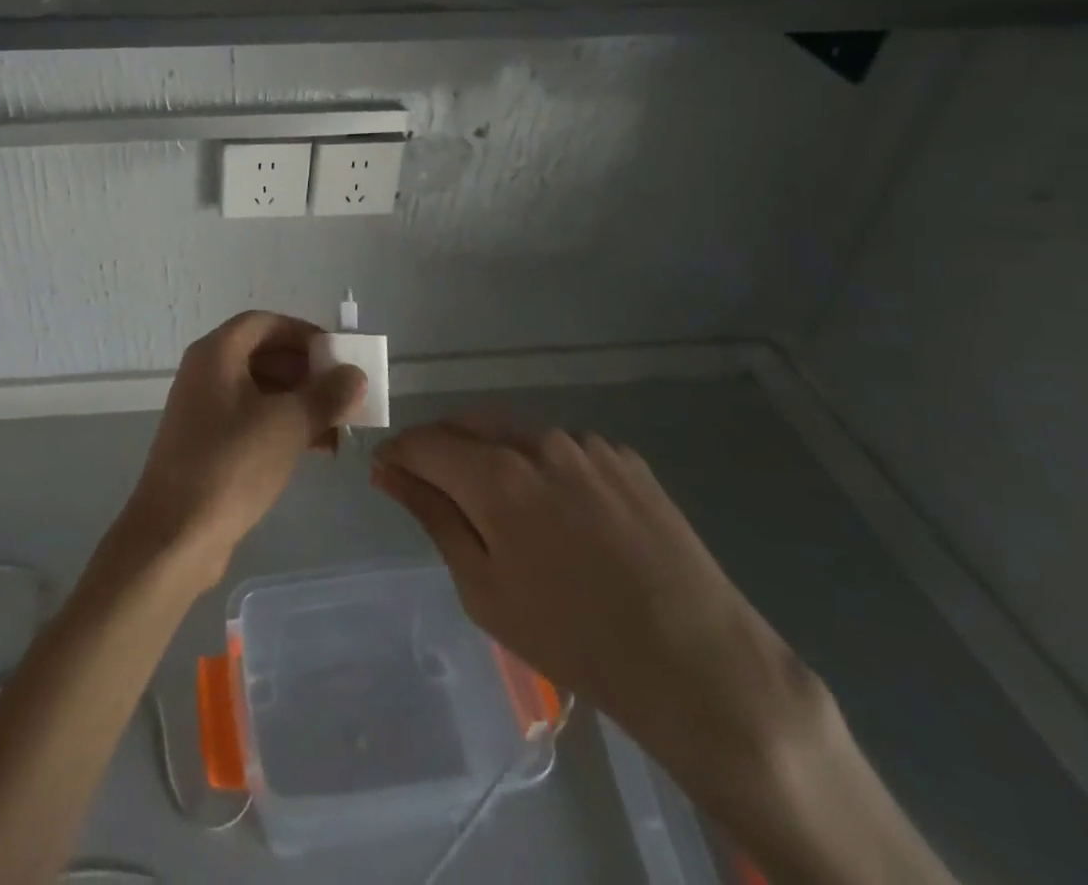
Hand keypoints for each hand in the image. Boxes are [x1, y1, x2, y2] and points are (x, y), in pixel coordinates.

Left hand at [121, 311, 365, 589]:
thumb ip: (326, 394)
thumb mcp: (288, 424)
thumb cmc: (232, 464)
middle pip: (264, 356)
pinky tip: (317, 448)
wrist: (175, 535)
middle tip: (345, 393)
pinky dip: (284, 426)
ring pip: (261, 391)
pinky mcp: (208, 444)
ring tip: (340, 427)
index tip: (337, 355)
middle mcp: (206, 373)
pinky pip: (252, 420)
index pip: (265, 323)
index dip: (303, 333)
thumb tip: (355, 375)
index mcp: (216, 354)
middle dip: (308, 373)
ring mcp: (204, 410)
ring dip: (301, 403)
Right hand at [372, 417, 831, 796]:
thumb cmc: (574, 639)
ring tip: (506, 510)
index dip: (398, 454)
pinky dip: (542, 467)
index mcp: (495, 475)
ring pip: (514, 433)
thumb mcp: (484, 588)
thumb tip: (387, 471)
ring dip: (493, 456)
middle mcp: (537, 442)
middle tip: (437, 489)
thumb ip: (433, 516)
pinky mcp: (623, 457)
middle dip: (440, 448)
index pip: (424, 441)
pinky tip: (563, 516)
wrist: (699, 663)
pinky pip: (562, 448)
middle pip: (466, 423)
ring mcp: (586, 444)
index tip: (387, 474)